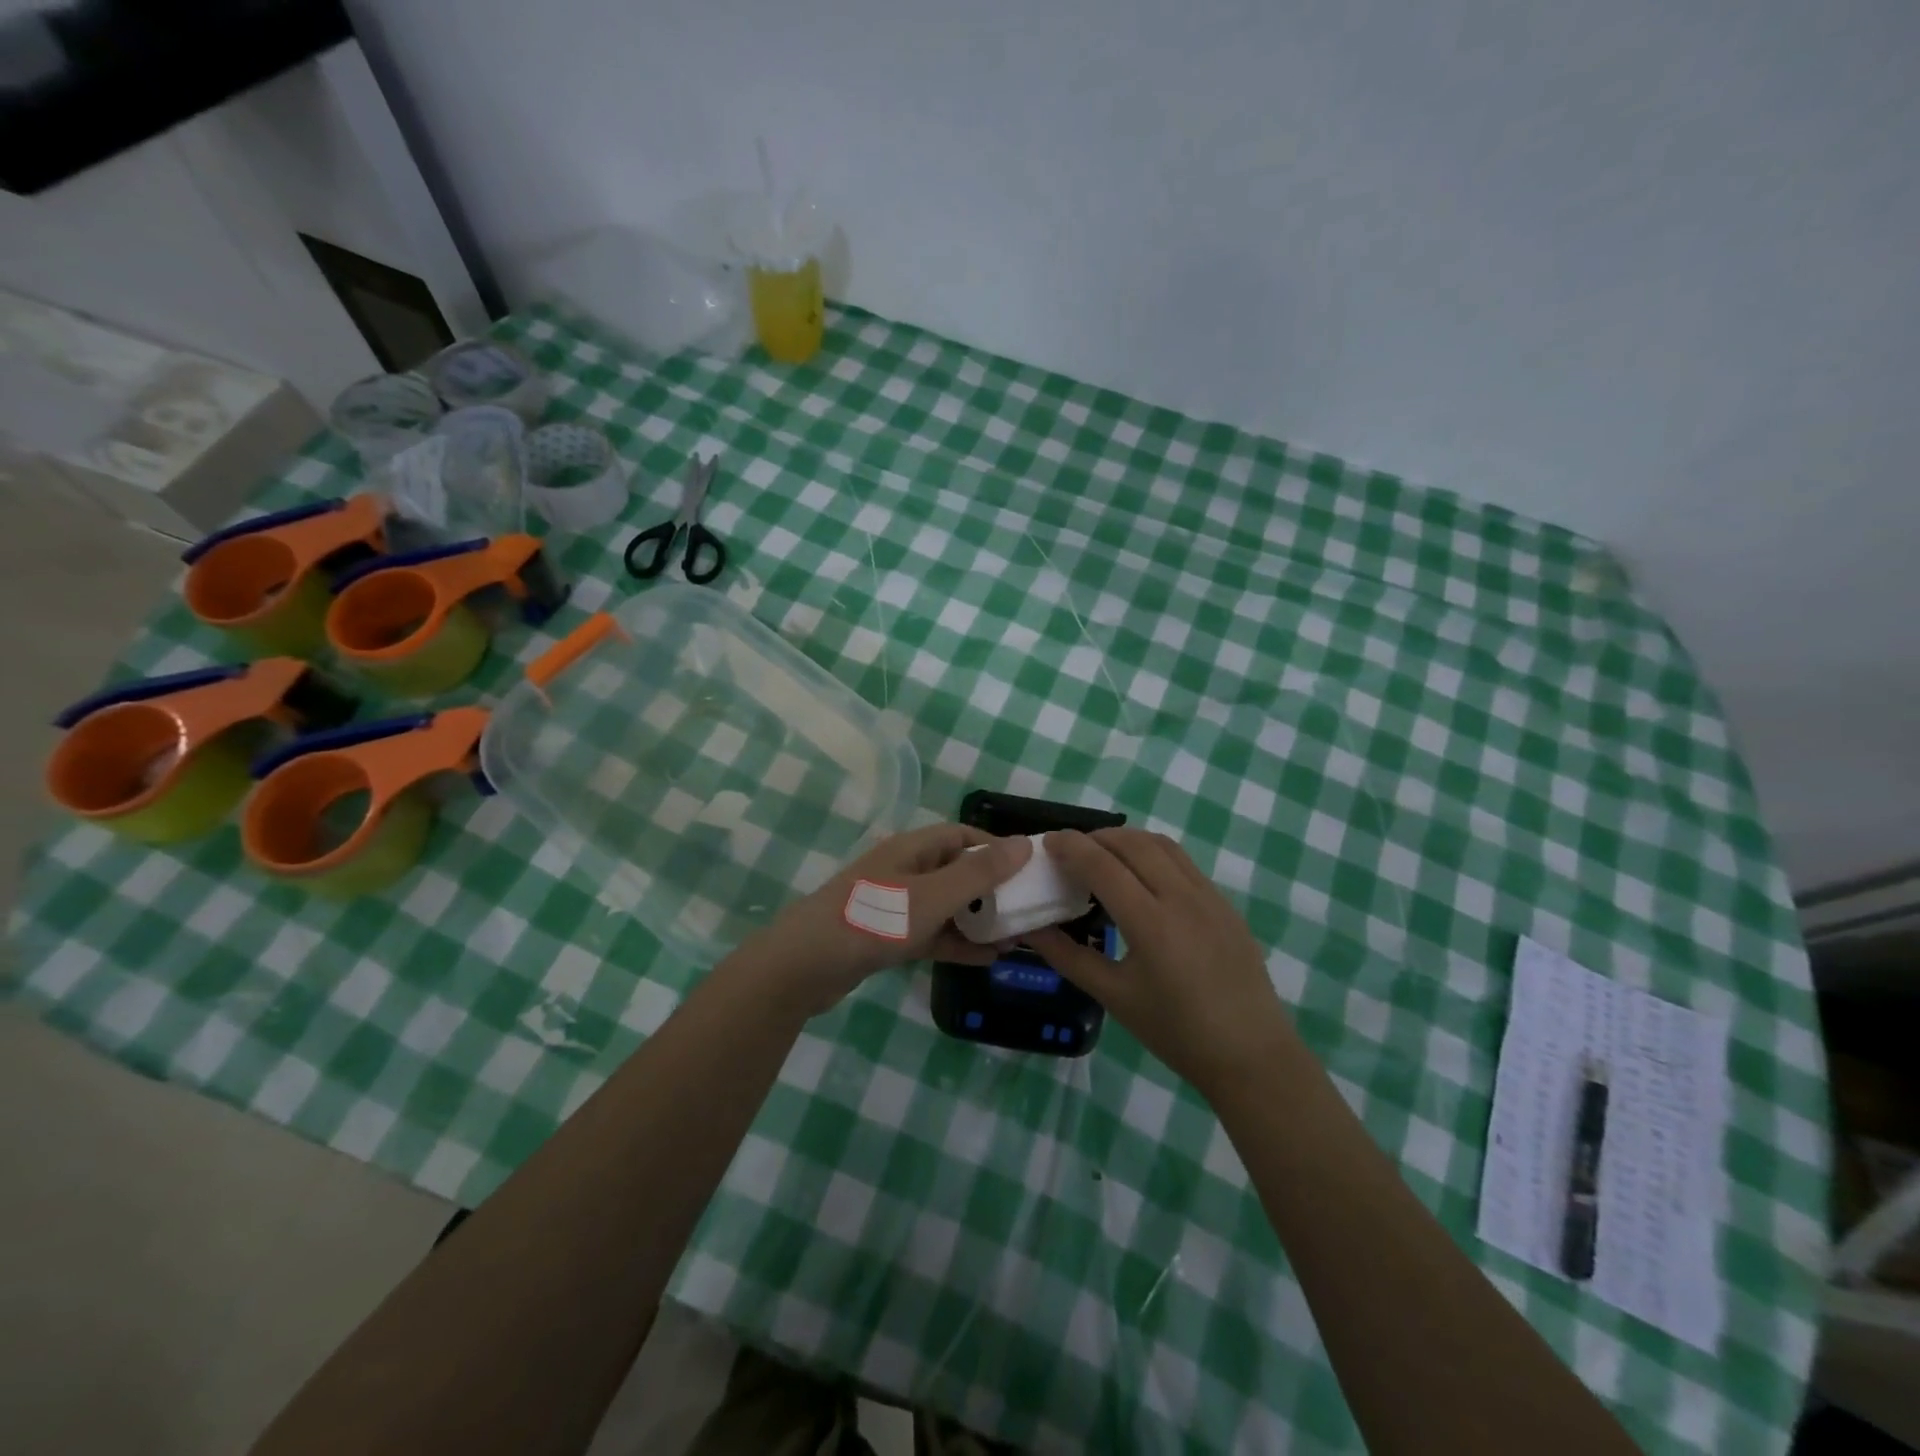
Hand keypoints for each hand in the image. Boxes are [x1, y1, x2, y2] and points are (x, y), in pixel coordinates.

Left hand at [731, 824, 1032, 1016]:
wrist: (802, 968)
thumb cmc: (871, 921)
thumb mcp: (932, 896)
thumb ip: (979, 873)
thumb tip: (1025, 844)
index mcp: (912, 849)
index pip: (963, 836)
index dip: (997, 848)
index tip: (1031, 870)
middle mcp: (904, 870)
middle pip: (957, 871)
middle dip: (993, 889)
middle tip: (1031, 910)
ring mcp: (894, 905)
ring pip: (947, 906)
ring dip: (979, 920)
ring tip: (1018, 938)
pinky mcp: (887, 937)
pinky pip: (932, 934)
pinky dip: (957, 943)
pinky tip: (988, 959)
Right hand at [1027, 828, 1296, 1094]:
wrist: (1251, 1055)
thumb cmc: (1176, 1032)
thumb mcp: (1115, 997)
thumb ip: (1069, 957)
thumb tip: (1031, 930)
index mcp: (1151, 923)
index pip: (1103, 865)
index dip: (1071, 847)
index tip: (1047, 843)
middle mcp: (1181, 897)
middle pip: (1132, 843)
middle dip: (1096, 837)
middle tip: (1070, 850)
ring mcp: (1209, 896)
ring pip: (1161, 845)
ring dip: (1126, 840)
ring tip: (1103, 856)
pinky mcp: (1224, 903)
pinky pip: (1183, 862)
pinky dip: (1153, 854)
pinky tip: (1141, 878)